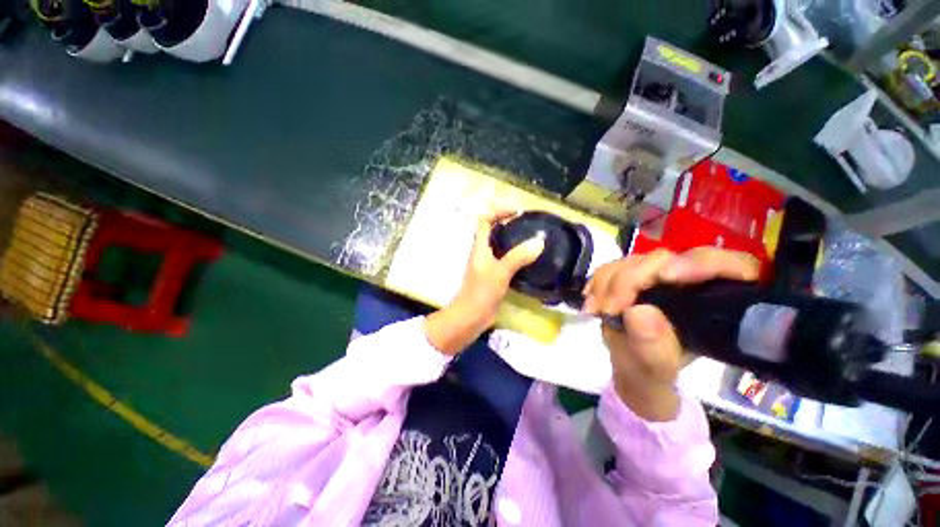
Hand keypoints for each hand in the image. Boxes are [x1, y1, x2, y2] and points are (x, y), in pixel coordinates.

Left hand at [423, 207, 545, 354]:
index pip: (485, 220)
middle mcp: (483, 252)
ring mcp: (489, 264)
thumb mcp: (499, 273)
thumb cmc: (481, 293)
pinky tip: (531, 257)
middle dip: (509, 221)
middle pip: (493, 229)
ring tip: (534, 236)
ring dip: (514, 237)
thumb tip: (539, 241)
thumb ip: (518, 257)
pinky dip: (518, 254)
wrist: (471, 317)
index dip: (498, 210)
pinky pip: (507, 258)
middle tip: (529, 221)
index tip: (518, 210)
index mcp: (480, 247)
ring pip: (501, 244)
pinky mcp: (495, 275)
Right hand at [583, 248, 760, 420]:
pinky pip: (613, 266)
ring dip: (608, 281)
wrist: (630, 368)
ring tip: (594, 309)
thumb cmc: (652, 374)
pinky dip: (598, 281)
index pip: (730, 266)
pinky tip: (590, 300)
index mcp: (716, 304)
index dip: (702, 263)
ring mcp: (657, 276)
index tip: (665, 277)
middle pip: (666, 259)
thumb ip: (652, 347)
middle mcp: (689, 282)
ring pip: (635, 260)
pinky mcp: (632, 275)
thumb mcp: (655, 368)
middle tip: (608, 307)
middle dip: (631, 279)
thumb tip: (638, 311)